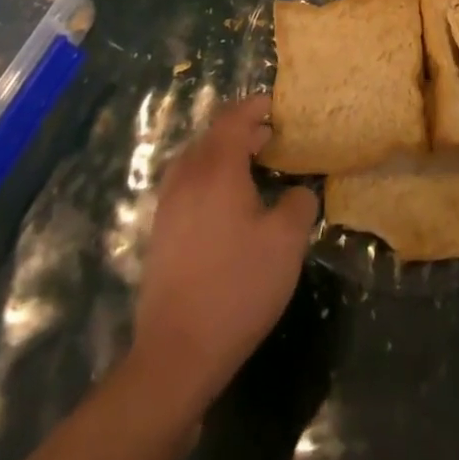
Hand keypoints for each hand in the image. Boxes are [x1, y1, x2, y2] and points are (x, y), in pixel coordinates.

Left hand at [131, 94, 318, 408]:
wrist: (176, 353)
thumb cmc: (237, 287)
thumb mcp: (286, 243)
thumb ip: (298, 204)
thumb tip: (298, 192)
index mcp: (217, 168)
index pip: (234, 118)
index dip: (255, 106)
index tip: (276, 106)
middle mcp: (188, 177)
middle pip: (212, 135)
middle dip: (241, 129)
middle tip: (270, 138)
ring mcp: (168, 205)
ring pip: (195, 159)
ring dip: (222, 153)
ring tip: (249, 166)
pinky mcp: (160, 233)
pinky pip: (186, 184)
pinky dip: (207, 177)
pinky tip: (225, 203)